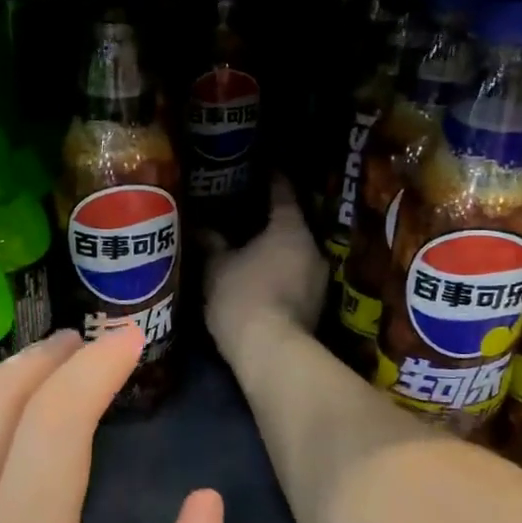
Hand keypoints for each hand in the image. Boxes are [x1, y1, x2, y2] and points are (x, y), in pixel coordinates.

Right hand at [204, 176, 330, 358]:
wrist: (272, 352)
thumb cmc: (242, 297)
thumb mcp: (216, 268)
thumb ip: (211, 243)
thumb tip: (201, 226)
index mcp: (290, 228)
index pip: (283, 193)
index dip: (271, 179)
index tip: (262, 169)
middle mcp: (314, 248)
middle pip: (293, 225)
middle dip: (272, 221)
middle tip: (247, 215)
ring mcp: (320, 280)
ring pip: (296, 255)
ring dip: (278, 252)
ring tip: (253, 250)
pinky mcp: (318, 308)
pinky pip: (297, 279)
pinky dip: (281, 275)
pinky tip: (262, 280)